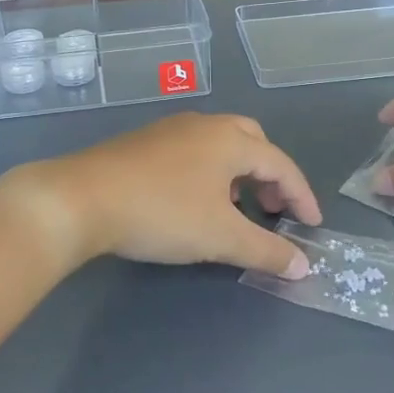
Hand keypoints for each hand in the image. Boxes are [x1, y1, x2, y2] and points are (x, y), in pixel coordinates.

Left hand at [17, 113, 322, 277]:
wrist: (81, 199)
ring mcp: (169, 130)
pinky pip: (192, 151)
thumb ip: (266, 250)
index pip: (280, 164)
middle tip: (272, 209)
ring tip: (236, 208)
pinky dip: (209, 173)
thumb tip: (303, 267)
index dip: (301, 195)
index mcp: (229, 139)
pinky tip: (195, 201)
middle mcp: (203, 125)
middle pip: (252, 142)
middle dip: (269, 176)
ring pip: (219, 145)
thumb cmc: (161, 212)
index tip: (312, 225)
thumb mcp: (220, 237)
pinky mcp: (143, 143)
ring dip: (238, 174)